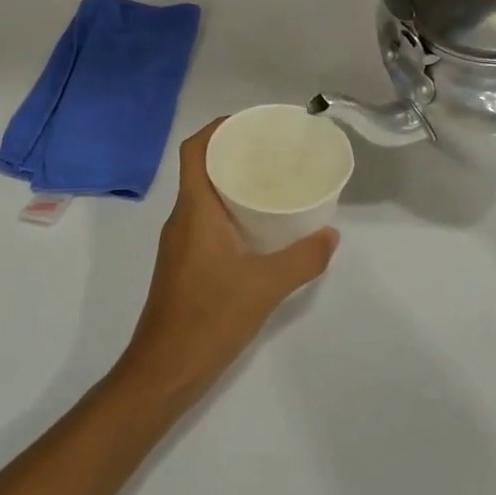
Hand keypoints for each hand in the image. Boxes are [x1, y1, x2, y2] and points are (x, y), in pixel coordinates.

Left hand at [114, 121, 338, 404]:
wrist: (164, 371)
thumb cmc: (209, 319)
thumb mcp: (265, 287)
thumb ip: (303, 259)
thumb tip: (331, 234)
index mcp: (194, 211)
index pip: (194, 151)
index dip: (216, 129)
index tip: (249, 123)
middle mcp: (182, 220)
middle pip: (200, 169)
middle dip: (232, 153)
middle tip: (272, 151)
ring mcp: (180, 244)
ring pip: (203, 197)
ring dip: (231, 182)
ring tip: (271, 182)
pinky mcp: (184, 265)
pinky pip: (206, 221)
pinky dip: (229, 211)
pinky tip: (259, 227)